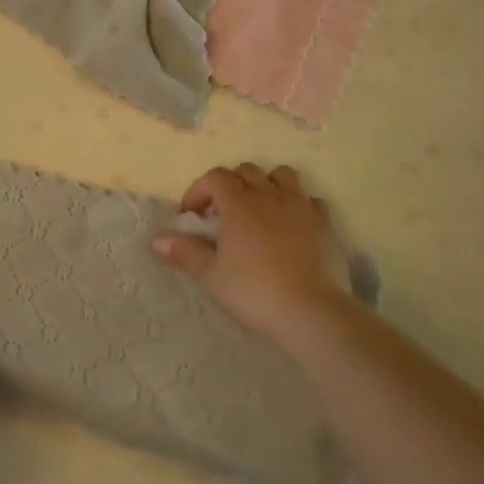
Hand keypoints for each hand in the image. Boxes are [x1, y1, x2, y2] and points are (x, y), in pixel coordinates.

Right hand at [153, 164, 353, 348]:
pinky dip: (297, 204)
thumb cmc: (254, 290)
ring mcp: (301, 207)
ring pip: (282, 175)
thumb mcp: (210, 276)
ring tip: (259, 209)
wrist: (311, 312)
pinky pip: (310, 200)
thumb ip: (185, 253)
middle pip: (246, 171)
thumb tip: (157, 241)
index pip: (215, 177)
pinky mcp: (325, 224)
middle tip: (221, 213)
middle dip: (230, 185)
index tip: (191, 215)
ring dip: (266, 184)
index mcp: (239, 203)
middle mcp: (269, 195)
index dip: (199, 190)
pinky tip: (291, 224)